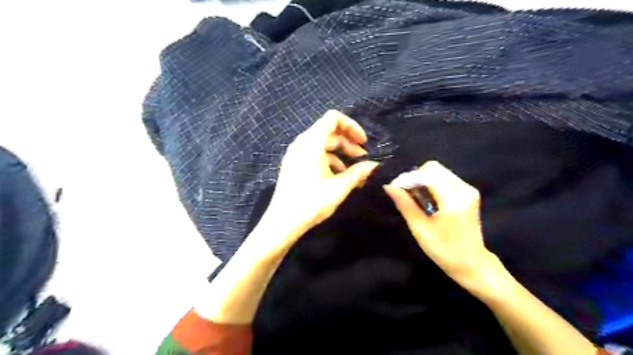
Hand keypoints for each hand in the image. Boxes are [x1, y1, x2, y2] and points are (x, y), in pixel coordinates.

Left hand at [255, 110, 379, 256]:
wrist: (283, 222)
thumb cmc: (311, 202)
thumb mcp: (339, 187)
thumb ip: (358, 172)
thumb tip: (374, 165)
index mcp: (311, 143)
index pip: (333, 118)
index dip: (351, 126)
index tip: (363, 142)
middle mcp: (301, 143)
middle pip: (328, 131)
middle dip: (348, 142)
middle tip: (362, 157)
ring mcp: (295, 154)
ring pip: (322, 144)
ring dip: (340, 152)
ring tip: (353, 169)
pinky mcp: (294, 164)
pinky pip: (313, 154)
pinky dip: (328, 160)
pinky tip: (338, 176)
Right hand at [380, 161, 505, 293]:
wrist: (472, 263)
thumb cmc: (443, 250)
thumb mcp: (420, 229)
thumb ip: (405, 204)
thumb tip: (389, 186)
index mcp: (453, 201)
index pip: (428, 173)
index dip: (410, 178)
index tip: (398, 189)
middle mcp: (464, 190)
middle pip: (434, 168)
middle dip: (417, 177)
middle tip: (407, 193)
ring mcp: (469, 190)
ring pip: (440, 171)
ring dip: (425, 180)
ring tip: (417, 197)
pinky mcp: (470, 192)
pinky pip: (447, 178)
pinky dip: (433, 183)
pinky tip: (429, 199)